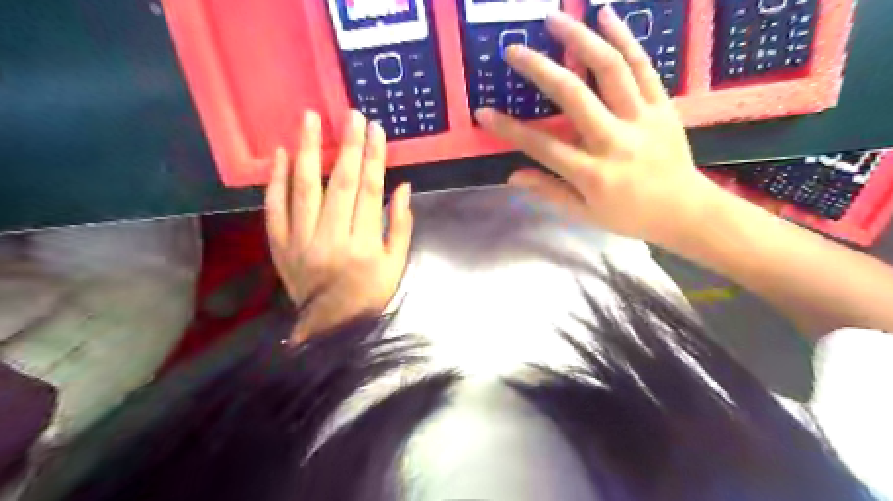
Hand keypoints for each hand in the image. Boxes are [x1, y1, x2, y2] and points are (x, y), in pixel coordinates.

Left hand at [263, 110, 415, 343]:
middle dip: (348, 146)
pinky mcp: (280, 245)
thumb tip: (403, 186)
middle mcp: (331, 239)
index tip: (376, 130)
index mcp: (364, 245)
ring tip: (310, 118)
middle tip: (350, 114)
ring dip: (309, 151)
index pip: (371, 191)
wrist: (329, 326)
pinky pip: (275, 208)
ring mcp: (301, 241)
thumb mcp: (396, 264)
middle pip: (341, 184)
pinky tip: (283, 155)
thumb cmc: (369, 294)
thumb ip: (401, 225)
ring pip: (305, 189)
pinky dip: (277, 180)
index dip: (375, 158)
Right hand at [474, 7, 723, 247]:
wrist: (686, 211)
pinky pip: (642, 66)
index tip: (483, 113)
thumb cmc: (630, 216)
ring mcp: (642, 118)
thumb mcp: (585, 214)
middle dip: (540, 69)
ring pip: (610, 69)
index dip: (509, 129)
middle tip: (514, 50)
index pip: (543, 146)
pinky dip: (624, 37)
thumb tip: (513, 175)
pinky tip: (605, 15)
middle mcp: (615, 141)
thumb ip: (550, 192)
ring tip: (554, 18)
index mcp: (593, 174)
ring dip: (580, 38)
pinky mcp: (663, 105)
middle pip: (573, 96)